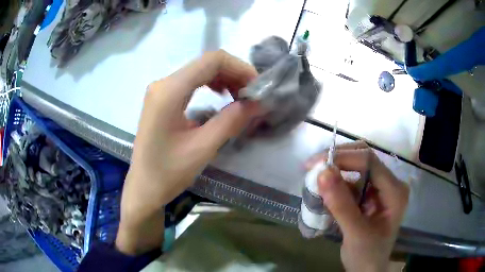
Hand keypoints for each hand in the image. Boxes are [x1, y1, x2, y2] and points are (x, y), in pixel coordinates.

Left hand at [116, 50, 259, 254]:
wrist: (144, 187)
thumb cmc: (168, 173)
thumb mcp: (203, 147)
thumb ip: (232, 120)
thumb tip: (258, 103)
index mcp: (169, 91)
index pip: (212, 60)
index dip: (240, 68)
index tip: (257, 88)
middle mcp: (163, 83)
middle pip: (206, 63)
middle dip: (234, 74)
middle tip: (252, 96)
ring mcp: (161, 90)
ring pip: (200, 71)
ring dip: (224, 79)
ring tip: (240, 97)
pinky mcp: (162, 99)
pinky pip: (191, 82)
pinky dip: (211, 85)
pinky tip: (221, 97)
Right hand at [305, 141, 408, 271]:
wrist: (367, 269)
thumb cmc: (367, 255)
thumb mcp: (355, 233)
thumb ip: (341, 205)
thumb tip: (322, 173)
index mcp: (394, 191)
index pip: (370, 162)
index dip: (344, 158)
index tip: (316, 165)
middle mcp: (390, 184)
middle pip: (364, 158)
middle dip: (339, 159)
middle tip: (313, 166)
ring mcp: (380, 188)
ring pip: (357, 166)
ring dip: (336, 170)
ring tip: (315, 179)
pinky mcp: (370, 194)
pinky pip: (352, 180)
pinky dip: (336, 182)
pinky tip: (324, 190)